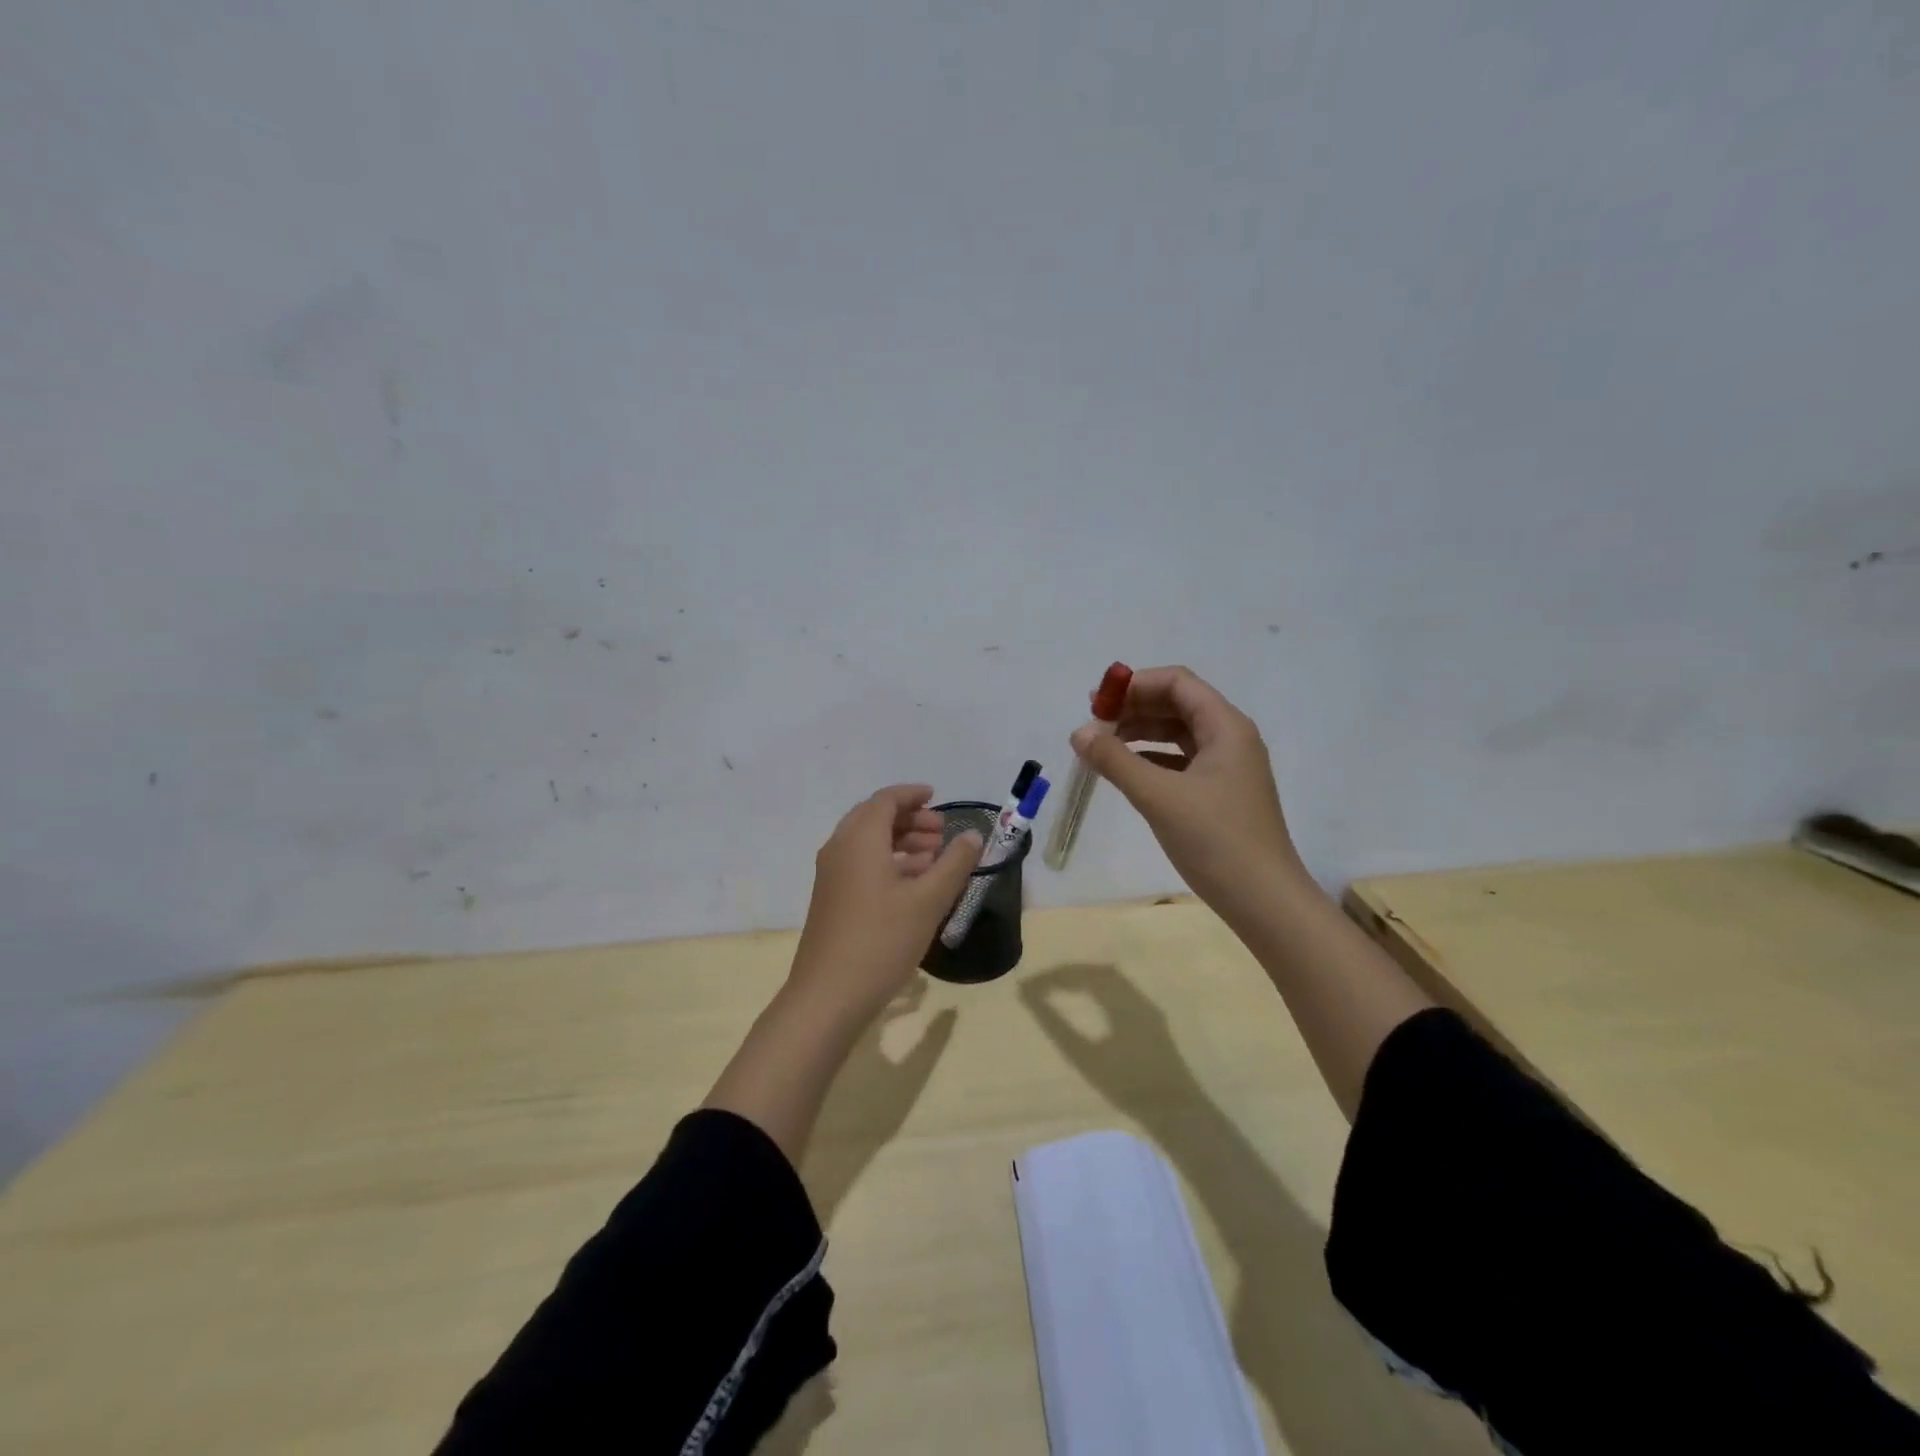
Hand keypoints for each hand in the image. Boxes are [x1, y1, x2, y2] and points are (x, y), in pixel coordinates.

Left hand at [788, 784, 983, 1023]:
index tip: (937, 797)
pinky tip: (914, 885)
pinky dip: (888, 862)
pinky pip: (861, 864)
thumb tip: (972, 836)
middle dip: (910, 819)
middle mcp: (840, 848)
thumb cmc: (882, 940)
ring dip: (901, 842)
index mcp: (860, 839)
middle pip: (875, 818)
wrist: (828, 995)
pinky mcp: (831, 898)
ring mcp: (831, 875)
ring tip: (935, 858)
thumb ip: (954, 864)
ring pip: (868, 843)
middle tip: (942, 832)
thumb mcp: (928, 900)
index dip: (912, 795)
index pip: (886, 800)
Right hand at [1019, 963, 1202, 1113]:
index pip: (1082, 974)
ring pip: (1112, 980)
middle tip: (1042, 986)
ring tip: (1061, 990)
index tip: (1028, 988)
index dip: (1053, 977)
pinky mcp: (1152, 1022)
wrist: (1178, 1114)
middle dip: (1068, 974)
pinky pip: (1121, 992)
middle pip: (1098, 971)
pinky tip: (1090, 1004)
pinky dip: (1099, 989)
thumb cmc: (1128, 1086)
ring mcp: (1148, 1009)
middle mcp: (1136, 996)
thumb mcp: (1085, 1057)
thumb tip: (1029, 998)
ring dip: (1085, 979)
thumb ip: (1056, 1025)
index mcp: (1121, 1000)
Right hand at [1070, 666, 1305, 918]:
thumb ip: (1115, 760)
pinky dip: (1151, 759)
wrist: (1264, 901)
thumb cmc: (1215, 840)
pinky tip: (1126, 773)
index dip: (1135, 685)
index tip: (1096, 704)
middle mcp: (1230, 738)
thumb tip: (1079, 732)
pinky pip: (1181, 762)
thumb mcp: (1158, 796)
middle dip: (1133, 708)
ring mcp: (1228, 768)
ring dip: (1140, 734)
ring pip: (1178, 734)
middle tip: (1093, 725)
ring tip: (1102, 748)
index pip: (1177, 682)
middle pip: (1177, 704)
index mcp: (1226, 727)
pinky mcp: (1220, 794)